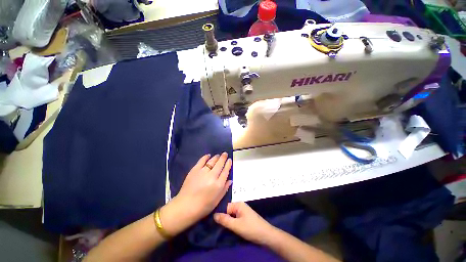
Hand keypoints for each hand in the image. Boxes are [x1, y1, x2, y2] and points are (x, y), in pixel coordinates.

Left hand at [160, 153, 231, 235]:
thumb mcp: (217, 200)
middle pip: (219, 164)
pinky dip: (205, 157)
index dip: (228, 164)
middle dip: (223, 158)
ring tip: (218, 155)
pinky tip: (208, 155)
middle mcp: (212, 176)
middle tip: (225, 154)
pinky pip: (201, 161)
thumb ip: (224, 189)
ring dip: (216, 157)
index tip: (229, 160)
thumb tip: (230, 180)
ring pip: (212, 161)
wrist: (185, 206)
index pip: (225, 171)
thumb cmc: (203, 206)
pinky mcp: (194, 170)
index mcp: (218, 184)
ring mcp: (203, 172)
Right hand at [214, 202, 275, 245]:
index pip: (225, 207)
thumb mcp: (236, 225)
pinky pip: (235, 219)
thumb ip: (225, 220)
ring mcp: (243, 212)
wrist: (266, 235)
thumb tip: (214, 215)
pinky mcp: (245, 218)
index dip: (219, 214)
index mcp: (238, 204)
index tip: (212, 222)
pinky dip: (232, 223)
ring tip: (221, 228)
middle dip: (223, 218)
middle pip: (228, 211)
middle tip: (216, 226)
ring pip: (231, 216)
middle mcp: (240, 206)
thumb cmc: (251, 228)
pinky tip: (229, 228)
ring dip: (227, 221)